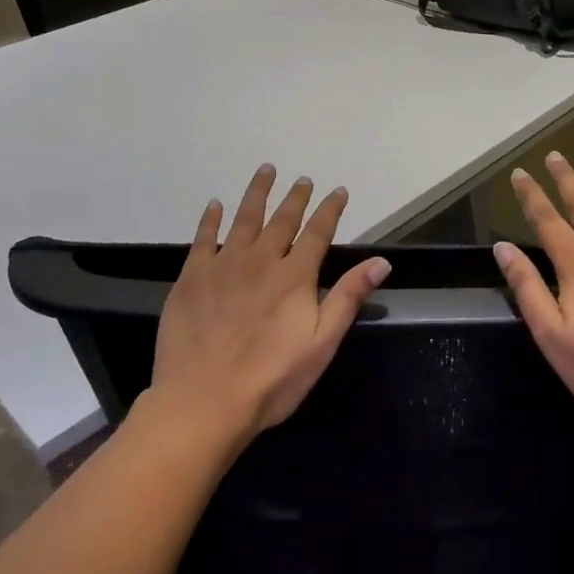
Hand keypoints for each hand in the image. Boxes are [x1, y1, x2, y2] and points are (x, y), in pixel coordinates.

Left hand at [145, 164, 390, 453]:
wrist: (203, 402)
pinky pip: (203, 238)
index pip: (318, 233)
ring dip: (257, 193)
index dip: (329, 210)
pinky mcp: (192, 277)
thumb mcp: (322, 344)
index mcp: (294, 276)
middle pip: (282, 220)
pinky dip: (210, 219)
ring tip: (265, 171)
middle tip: (303, 179)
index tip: (338, 191)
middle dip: (296, 198)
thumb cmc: (271, 380)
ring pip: (244, 219)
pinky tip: (214, 205)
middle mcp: (261, 260)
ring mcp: (223, 265)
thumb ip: (348, 298)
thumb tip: (381, 262)